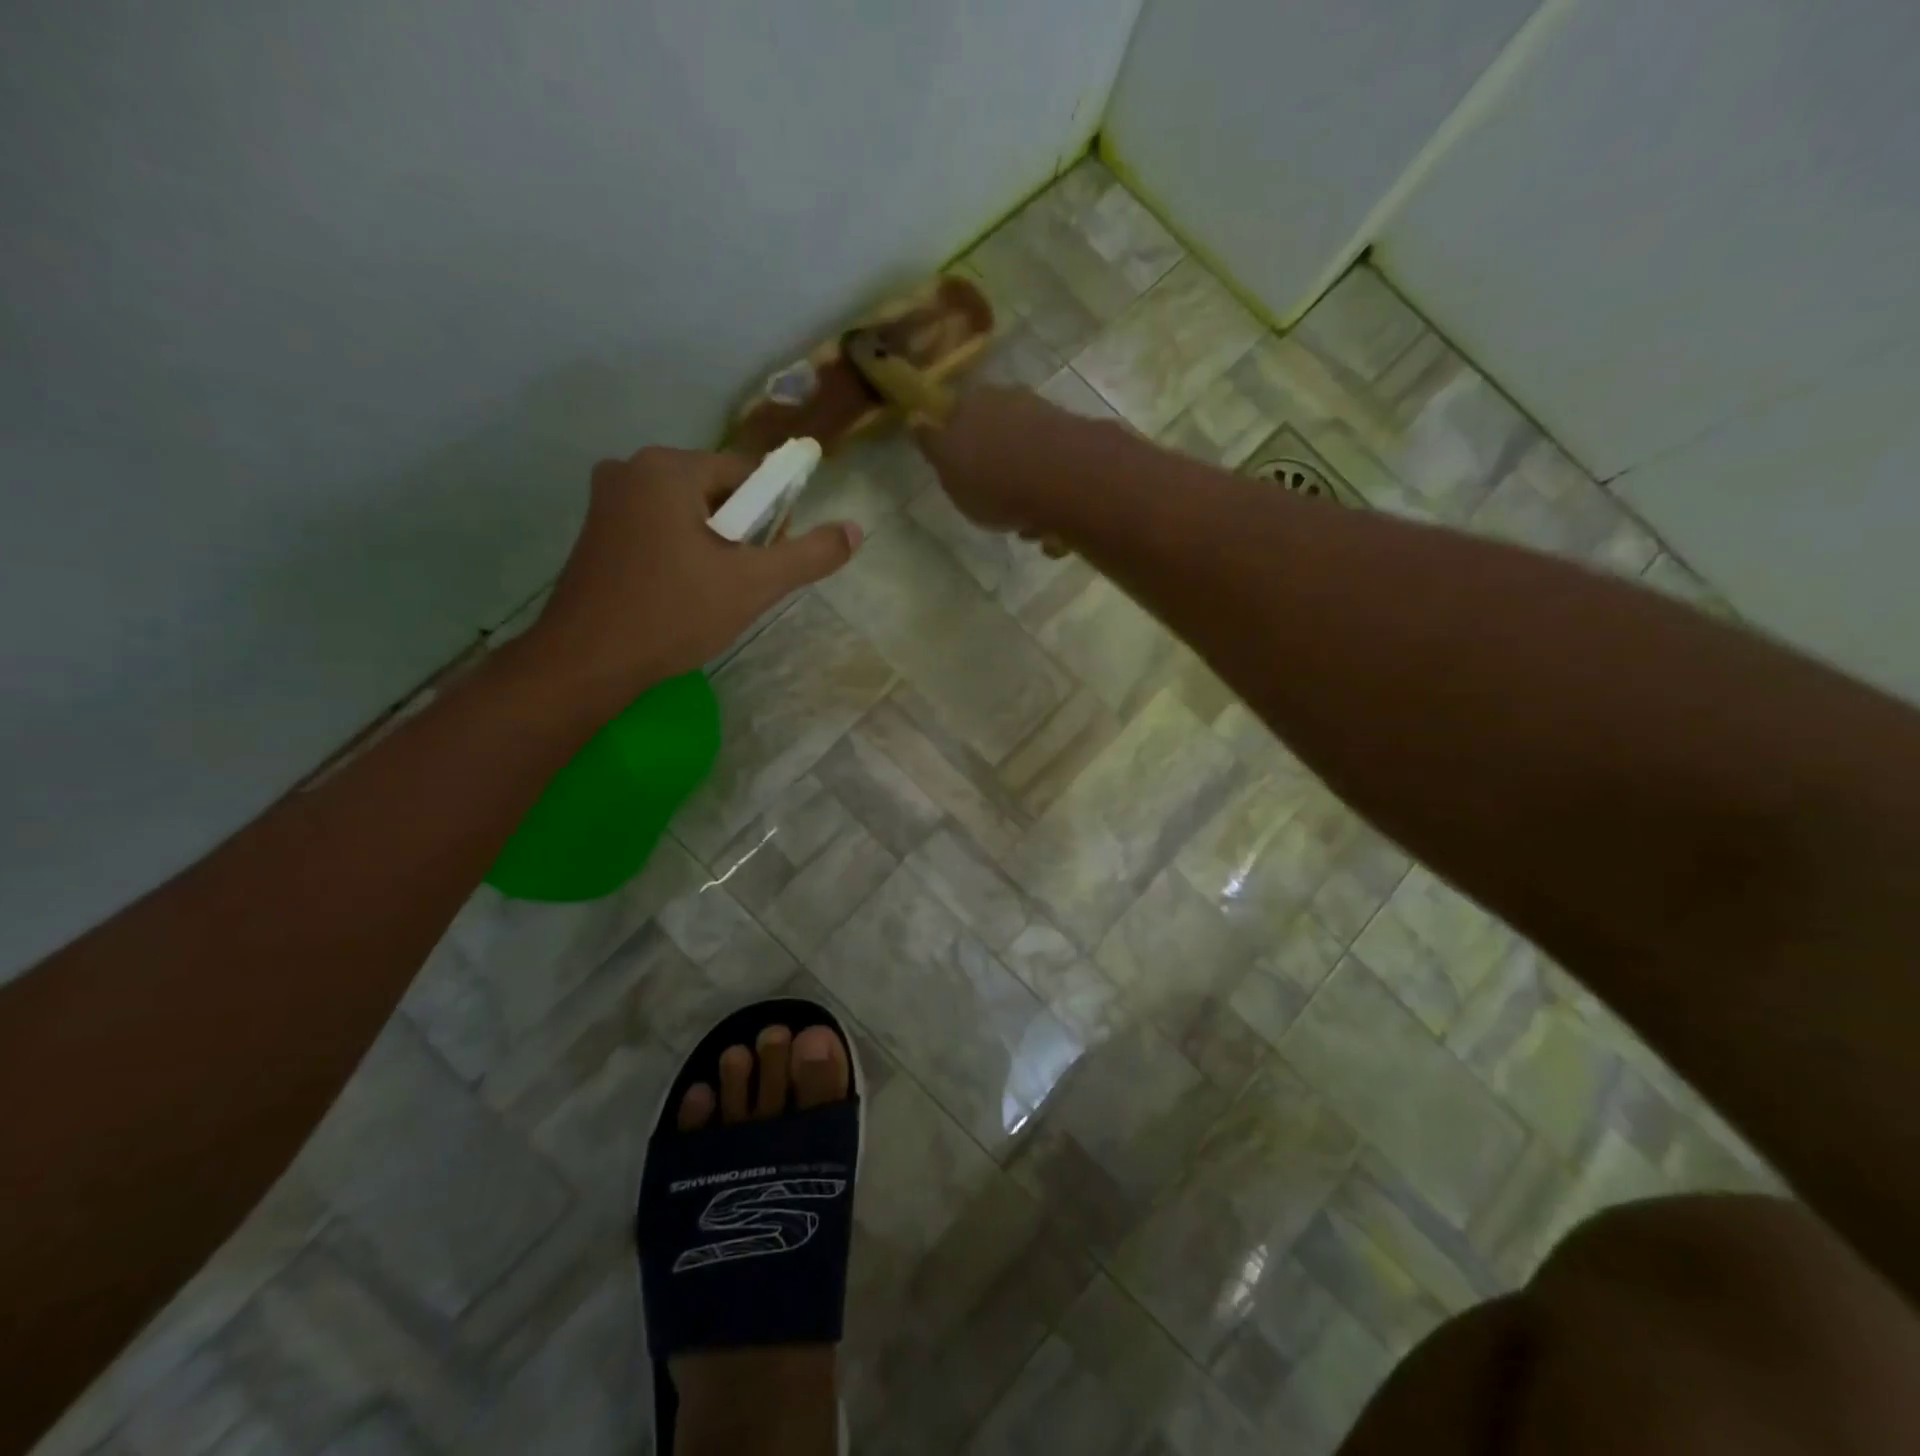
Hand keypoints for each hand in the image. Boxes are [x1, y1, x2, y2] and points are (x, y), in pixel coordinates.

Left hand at [526, 446, 859, 703]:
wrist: (587, 661)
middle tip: (741, 583)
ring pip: (687, 512)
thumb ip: (809, 555)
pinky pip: (658, 527)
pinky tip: (680, 592)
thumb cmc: (673, 614)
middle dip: (740, 533)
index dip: (773, 516)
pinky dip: (680, 552)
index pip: (748, 474)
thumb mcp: (753, 584)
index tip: (769, 560)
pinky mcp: (596, 531)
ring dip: (712, 545)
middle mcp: (632, 468)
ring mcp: (607, 499)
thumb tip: (855, 530)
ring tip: (712, 593)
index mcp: (668, 467)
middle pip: (717, 491)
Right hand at [914, 385, 1098, 533]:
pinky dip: (1054, 506)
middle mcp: (1014, 402)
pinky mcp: (1081, 448)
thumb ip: (932, 444)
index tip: (962, 479)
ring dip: (1029, 498)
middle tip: (996, 510)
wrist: (1066, 481)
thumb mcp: (947, 467)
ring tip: (1029, 529)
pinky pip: (1060, 482)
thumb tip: (917, 417)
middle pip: (999, 442)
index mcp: (975, 402)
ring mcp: (1051, 422)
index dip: (958, 448)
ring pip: (1031, 465)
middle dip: (999, 477)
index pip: (957, 418)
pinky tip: (1053, 530)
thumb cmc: (994, 480)